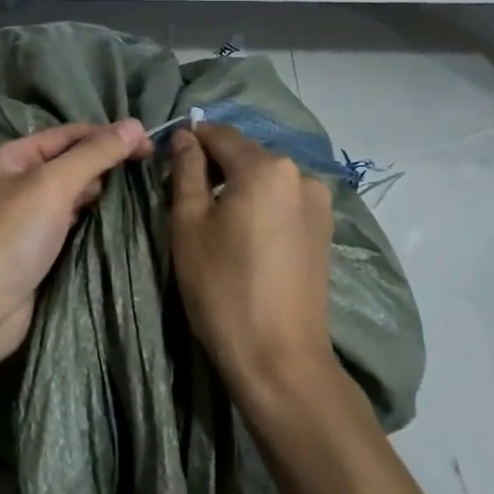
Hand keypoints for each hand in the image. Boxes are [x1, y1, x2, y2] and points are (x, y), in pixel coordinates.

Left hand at [0, 120, 152, 362]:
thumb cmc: (12, 235)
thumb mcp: (54, 184)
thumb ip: (95, 154)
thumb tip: (135, 124)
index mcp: (11, 156)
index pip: (68, 134)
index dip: (108, 136)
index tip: (148, 145)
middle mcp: (15, 181)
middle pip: (69, 162)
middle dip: (104, 164)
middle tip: (146, 172)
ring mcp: (23, 216)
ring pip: (71, 194)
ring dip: (99, 193)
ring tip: (137, 194)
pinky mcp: (34, 248)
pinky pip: (69, 222)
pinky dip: (90, 219)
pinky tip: (114, 221)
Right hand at [170, 124, 334, 405]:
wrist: (280, 360)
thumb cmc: (223, 288)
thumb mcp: (189, 224)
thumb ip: (187, 170)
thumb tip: (186, 136)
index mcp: (266, 167)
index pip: (219, 134)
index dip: (190, 143)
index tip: (169, 165)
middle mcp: (300, 174)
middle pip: (245, 154)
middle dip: (215, 167)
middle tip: (187, 199)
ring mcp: (318, 203)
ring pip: (265, 178)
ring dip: (239, 187)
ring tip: (217, 224)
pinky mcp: (324, 230)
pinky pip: (283, 200)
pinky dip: (260, 206)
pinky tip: (246, 238)